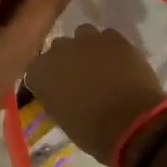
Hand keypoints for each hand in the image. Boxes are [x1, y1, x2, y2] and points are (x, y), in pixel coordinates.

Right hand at [25, 25, 166, 166]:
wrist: (131, 123)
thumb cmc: (92, 131)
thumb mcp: (62, 119)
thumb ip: (56, 98)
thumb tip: (61, 94)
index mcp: (40, 73)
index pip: (36, 69)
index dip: (47, 78)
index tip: (56, 90)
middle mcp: (58, 50)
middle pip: (58, 48)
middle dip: (66, 59)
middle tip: (79, 77)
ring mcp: (87, 40)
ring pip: (83, 35)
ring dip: (88, 48)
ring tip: (100, 65)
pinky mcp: (114, 38)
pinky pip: (108, 37)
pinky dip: (111, 48)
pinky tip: (119, 62)